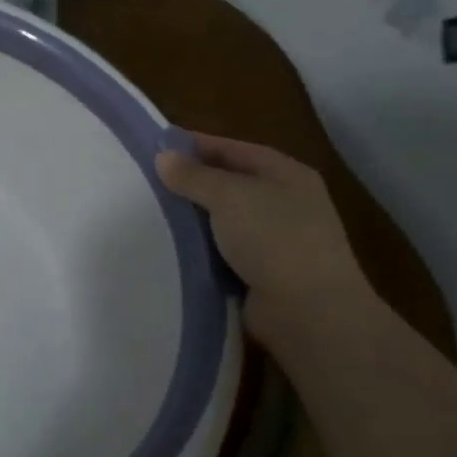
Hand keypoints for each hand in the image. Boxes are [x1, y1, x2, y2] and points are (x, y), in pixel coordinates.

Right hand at [156, 132, 384, 358]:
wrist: (309, 311)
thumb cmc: (273, 238)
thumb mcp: (229, 196)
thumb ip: (193, 175)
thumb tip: (163, 156)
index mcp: (286, 174)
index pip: (233, 149)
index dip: (196, 145)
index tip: (156, 147)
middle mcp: (284, 202)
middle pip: (229, 184)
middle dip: (191, 183)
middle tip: (147, 181)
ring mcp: (276, 240)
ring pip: (224, 220)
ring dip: (194, 219)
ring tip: (151, 213)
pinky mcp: (263, 272)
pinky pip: (224, 252)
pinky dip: (201, 249)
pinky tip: (172, 247)